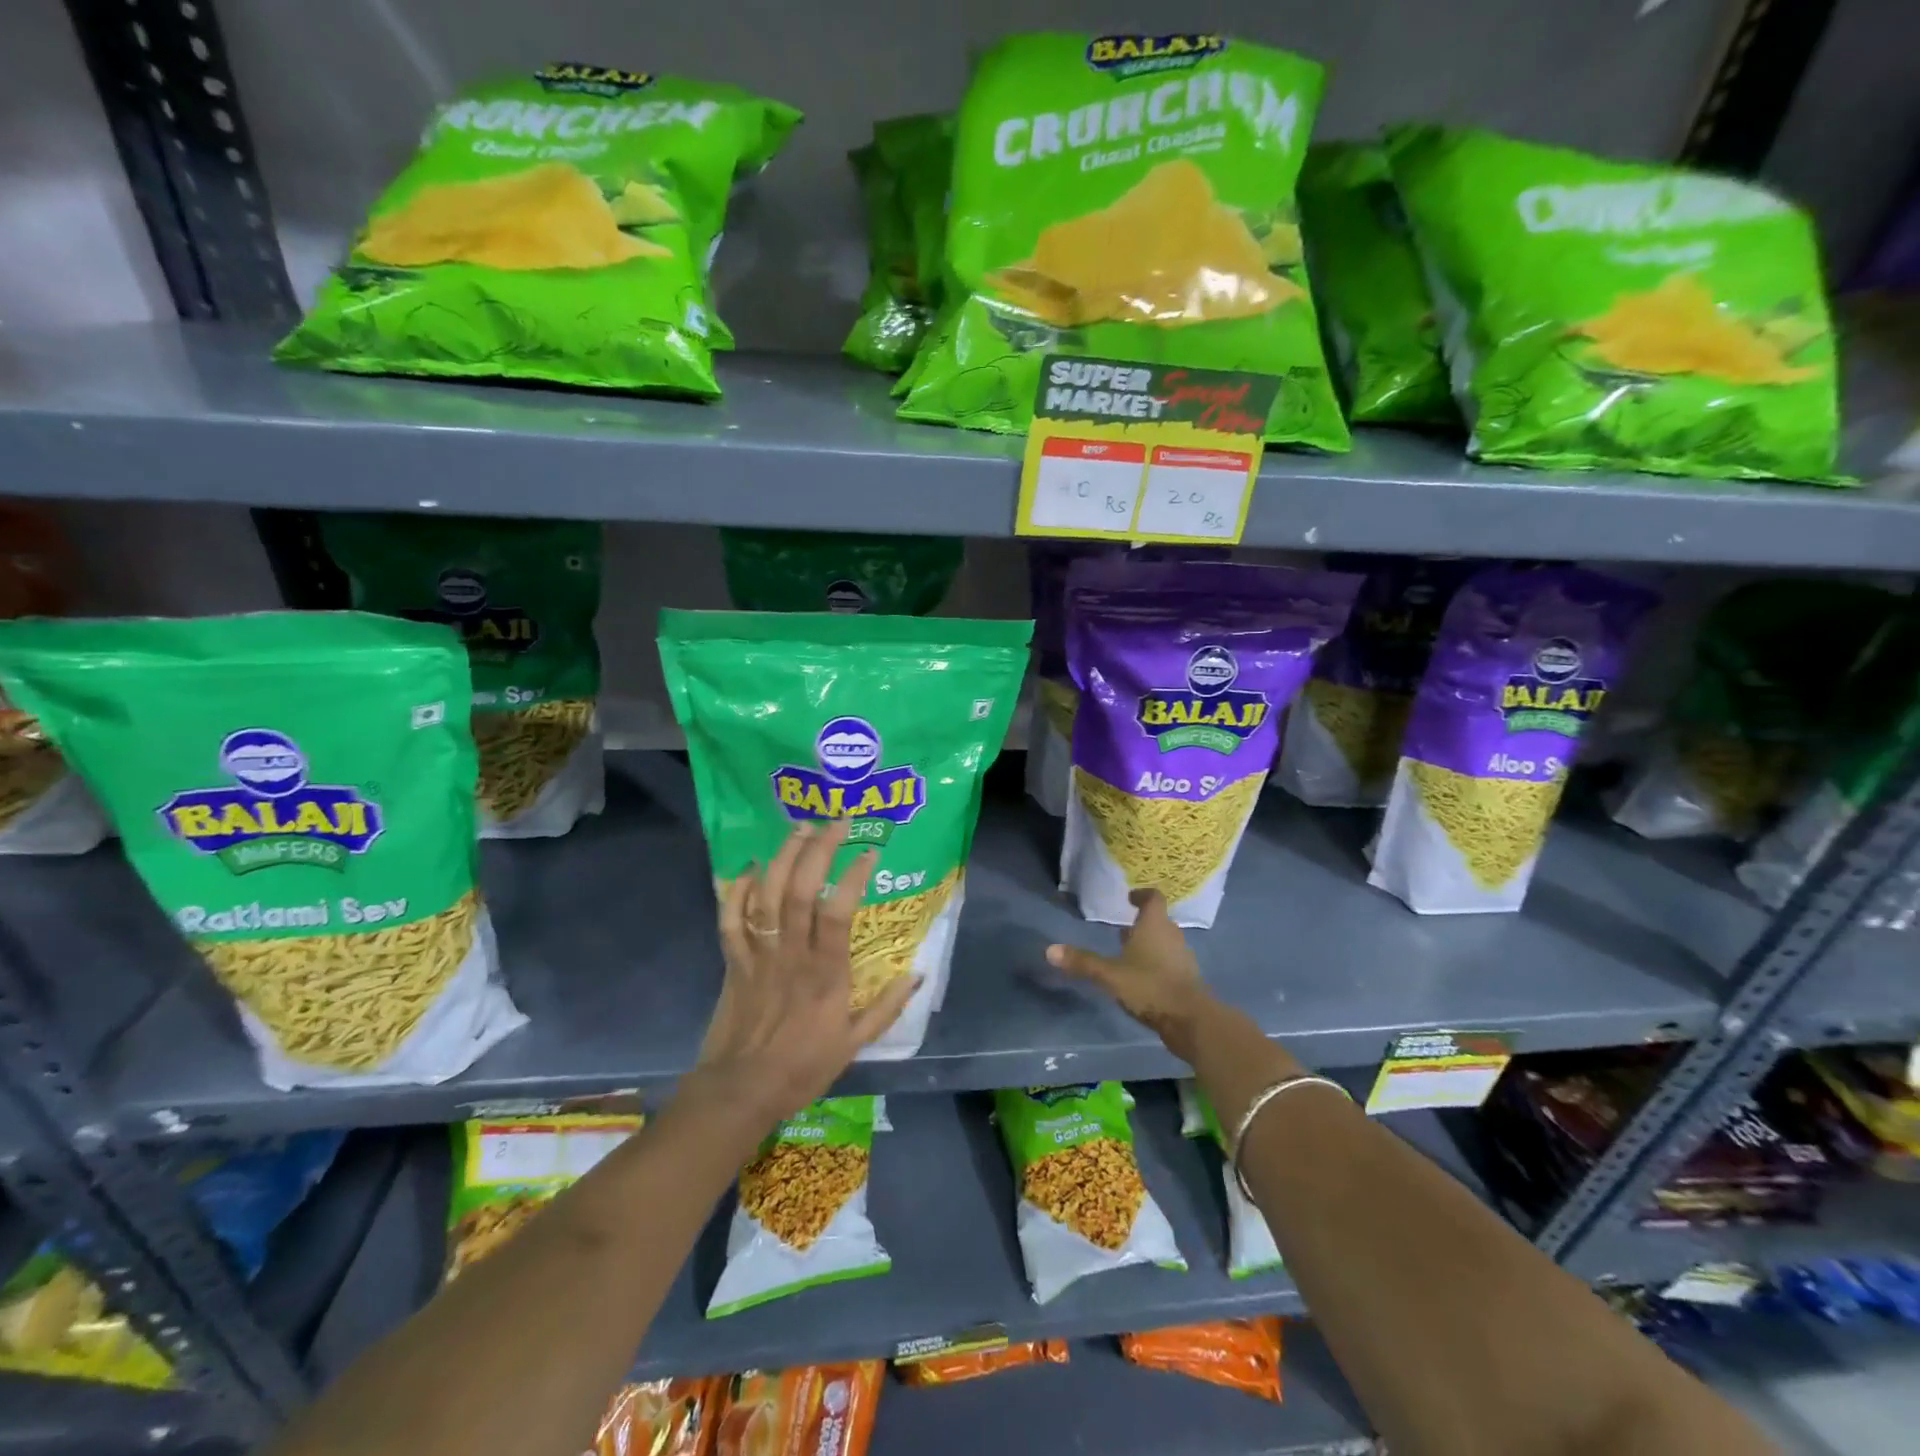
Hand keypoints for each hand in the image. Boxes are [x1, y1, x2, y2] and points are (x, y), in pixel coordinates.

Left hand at [692, 820, 918, 1126]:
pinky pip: (730, 919)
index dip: (853, 877)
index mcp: (826, 973)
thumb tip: (919, 974)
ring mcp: (758, 955)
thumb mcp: (856, 1044)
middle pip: (800, 890)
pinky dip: (737, 890)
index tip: (869, 852)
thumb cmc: (802, 1067)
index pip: (838, 912)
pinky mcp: (733, 961)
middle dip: (818, 849)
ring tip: (800, 827)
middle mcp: (791, 955)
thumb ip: (888, 1006)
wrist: (741, 1091)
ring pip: (766, 896)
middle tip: (836, 823)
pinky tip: (752, 867)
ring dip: (782, 857)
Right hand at [1046, 889, 1213, 1063]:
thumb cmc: (1149, 986)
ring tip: (1129, 956)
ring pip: (1165, 943)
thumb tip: (1050, 950)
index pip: (1153, 898)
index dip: (1142, 895)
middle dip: (1141, 924)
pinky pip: (1171, 963)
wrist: (1190, 1020)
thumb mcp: (1110, 974)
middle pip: (1159, 921)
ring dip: (1149, 945)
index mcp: (1155, 925)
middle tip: (1122, 931)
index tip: (1129, 898)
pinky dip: (1158, 964)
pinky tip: (1143, 979)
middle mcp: (1172, 936)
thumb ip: (1082, 962)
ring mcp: (1183, 958)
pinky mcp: (1188, 980)